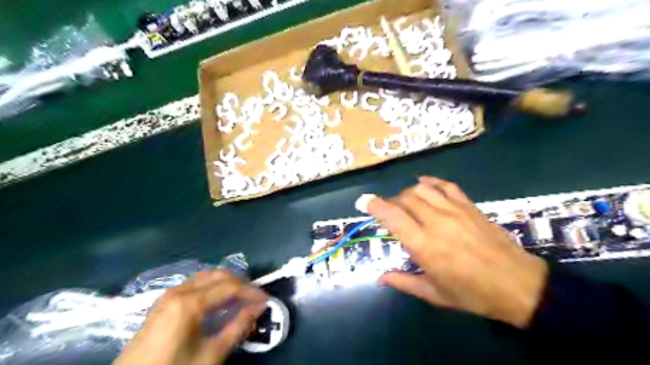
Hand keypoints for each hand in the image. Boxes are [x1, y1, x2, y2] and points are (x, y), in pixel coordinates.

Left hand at [113, 270, 267, 364]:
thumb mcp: (211, 354)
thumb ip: (238, 327)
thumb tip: (258, 308)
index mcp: (190, 303)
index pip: (230, 287)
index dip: (251, 292)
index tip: (266, 300)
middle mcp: (179, 291)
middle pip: (218, 276)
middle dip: (239, 284)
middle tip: (253, 298)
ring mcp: (168, 295)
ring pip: (205, 277)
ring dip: (225, 283)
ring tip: (238, 297)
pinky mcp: (162, 303)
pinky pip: (193, 284)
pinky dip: (210, 287)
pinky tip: (216, 300)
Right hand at [366, 176, 547, 327]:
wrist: (518, 285)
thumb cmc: (473, 294)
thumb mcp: (435, 294)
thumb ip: (404, 282)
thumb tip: (380, 278)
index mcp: (425, 246)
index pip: (393, 217)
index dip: (374, 205)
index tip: (363, 202)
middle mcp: (436, 223)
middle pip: (405, 199)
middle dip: (391, 202)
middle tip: (389, 212)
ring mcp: (454, 210)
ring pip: (422, 189)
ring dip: (408, 193)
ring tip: (406, 203)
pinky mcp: (469, 205)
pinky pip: (445, 185)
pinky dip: (431, 182)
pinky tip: (424, 184)